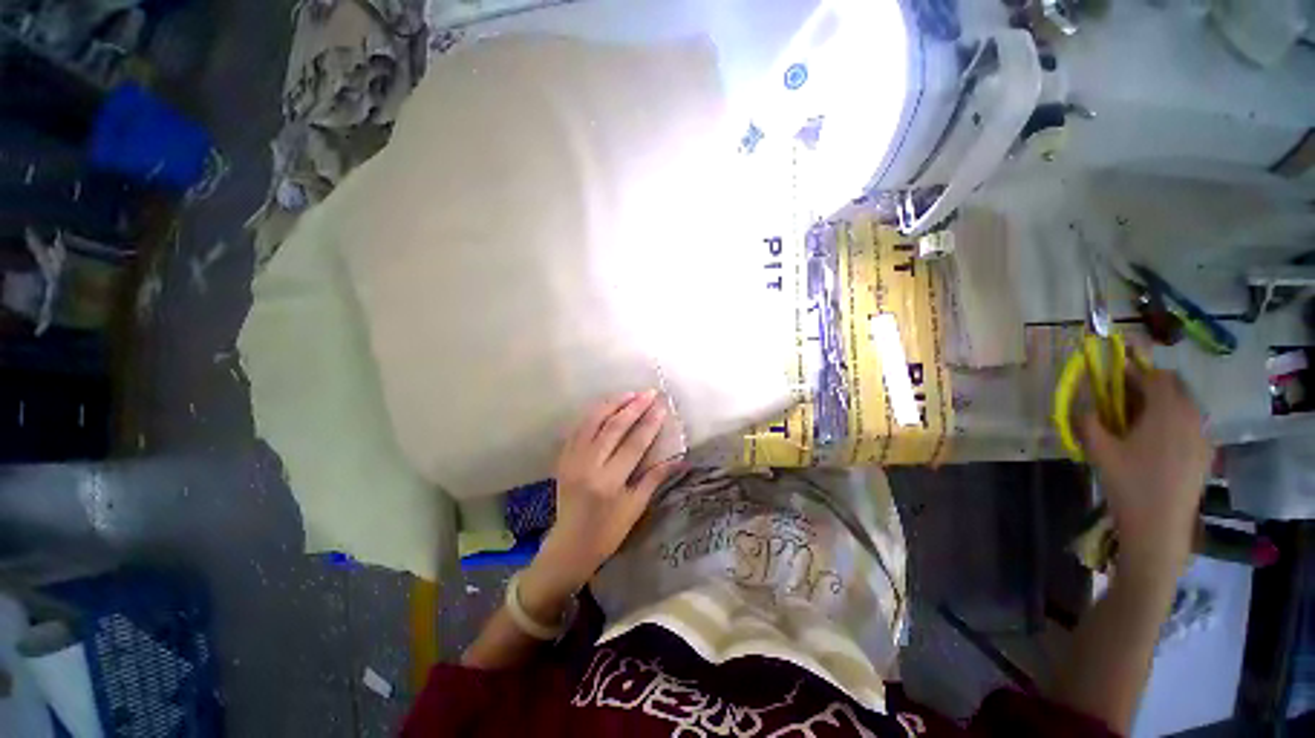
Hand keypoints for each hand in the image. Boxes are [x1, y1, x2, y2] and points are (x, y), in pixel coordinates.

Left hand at [527, 390, 681, 601]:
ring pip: (592, 422)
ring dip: (611, 404)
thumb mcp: (635, 508)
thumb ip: (654, 479)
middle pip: (613, 428)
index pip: (633, 444)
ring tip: (629, 393)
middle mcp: (588, 466)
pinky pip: (577, 429)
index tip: (662, 407)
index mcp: (609, 482)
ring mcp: (572, 460)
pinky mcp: (563, 459)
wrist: (569, 546)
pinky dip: (592, 415)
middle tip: (649, 392)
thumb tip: (679, 459)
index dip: (649, 423)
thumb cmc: (608, 532)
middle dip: (633, 407)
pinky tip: (605, 406)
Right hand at [1078, 366, 1211, 573]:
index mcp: (1167, 410)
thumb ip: (1088, 421)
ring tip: (1137, 421)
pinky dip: (1173, 421)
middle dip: (1149, 385)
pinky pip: (1191, 424)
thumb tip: (1082, 404)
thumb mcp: (1098, 450)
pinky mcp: (1206, 453)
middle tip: (1123, 399)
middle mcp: (1192, 416)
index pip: (1154, 375)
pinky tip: (1155, 442)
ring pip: (1185, 404)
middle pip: (1174, 386)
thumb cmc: (1128, 483)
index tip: (1113, 378)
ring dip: (1162, 403)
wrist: (1160, 527)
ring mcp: (1203, 435)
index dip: (1133, 372)